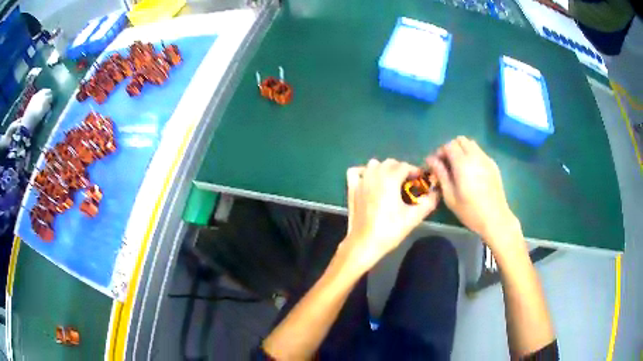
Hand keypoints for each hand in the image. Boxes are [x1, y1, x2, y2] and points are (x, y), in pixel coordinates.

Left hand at [342, 159, 438, 270]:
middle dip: (401, 170)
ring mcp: (361, 181)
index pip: (405, 166)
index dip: (415, 171)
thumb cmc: (390, 230)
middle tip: (408, 184)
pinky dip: (363, 172)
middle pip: (390, 163)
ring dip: (384, 169)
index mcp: (390, 179)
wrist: (365, 243)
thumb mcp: (413, 217)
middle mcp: (375, 175)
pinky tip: (369, 181)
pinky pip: (355, 172)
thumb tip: (437, 193)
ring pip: (374, 165)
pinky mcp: (351, 189)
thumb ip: (428, 202)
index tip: (421, 181)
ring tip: (391, 183)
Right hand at [426, 136, 518, 245]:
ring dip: (462, 150)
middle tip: (447, 164)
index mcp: (463, 164)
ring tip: (459, 167)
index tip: (436, 164)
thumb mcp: (450, 196)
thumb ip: (441, 174)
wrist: (495, 218)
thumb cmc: (470, 211)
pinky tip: (471, 172)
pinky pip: (480, 152)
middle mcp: (475, 156)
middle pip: (460, 140)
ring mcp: (486, 159)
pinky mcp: (493, 164)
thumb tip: (431, 159)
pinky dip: (472, 156)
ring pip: (471, 144)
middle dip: (451, 148)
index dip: (440, 152)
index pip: (449, 145)